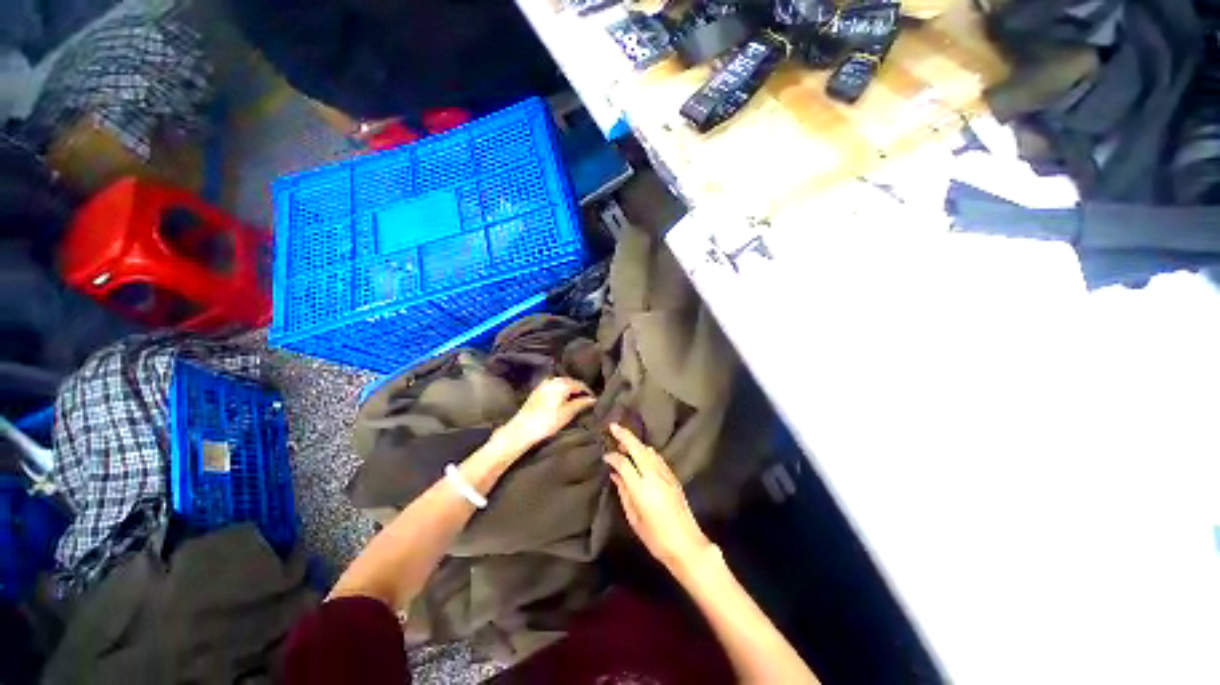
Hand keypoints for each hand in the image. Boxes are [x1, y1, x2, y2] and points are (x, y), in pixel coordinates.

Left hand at [500, 377, 595, 451]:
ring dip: (569, 392)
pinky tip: (562, 403)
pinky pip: (553, 388)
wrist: (523, 427)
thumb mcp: (568, 413)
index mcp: (562, 383)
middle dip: (579, 391)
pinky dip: (560, 393)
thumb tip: (593, 399)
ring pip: (561, 385)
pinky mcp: (537, 391)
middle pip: (570, 383)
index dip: (589, 392)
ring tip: (575, 403)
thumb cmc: (548, 421)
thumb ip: (581, 403)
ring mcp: (543, 384)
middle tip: (586, 402)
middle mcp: (552, 380)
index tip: (594, 402)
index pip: (580, 384)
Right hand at [604, 424, 712, 571]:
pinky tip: (643, 454)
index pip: (624, 463)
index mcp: (642, 488)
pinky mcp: (675, 481)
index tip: (604, 455)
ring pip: (651, 453)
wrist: (686, 544)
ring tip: (625, 440)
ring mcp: (668, 477)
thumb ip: (624, 493)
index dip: (613, 457)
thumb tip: (616, 475)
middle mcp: (656, 477)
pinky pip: (659, 461)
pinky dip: (649, 453)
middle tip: (613, 426)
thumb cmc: (655, 537)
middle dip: (626, 436)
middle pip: (639, 450)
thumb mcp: (634, 518)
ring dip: (638, 443)